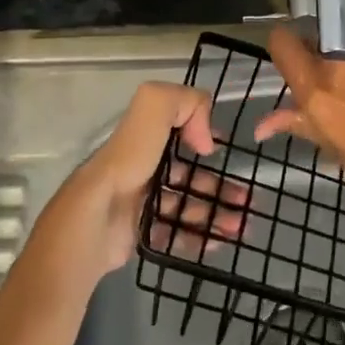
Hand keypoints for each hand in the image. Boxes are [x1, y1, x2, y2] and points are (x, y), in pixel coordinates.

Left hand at [42, 82, 248, 279]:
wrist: (96, 219)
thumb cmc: (128, 160)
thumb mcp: (154, 107)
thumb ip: (185, 102)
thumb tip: (206, 139)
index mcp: (145, 138)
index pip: (179, 132)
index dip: (203, 139)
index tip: (222, 152)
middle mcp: (142, 168)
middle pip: (189, 175)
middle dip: (220, 185)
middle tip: (248, 200)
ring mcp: (141, 204)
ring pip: (188, 206)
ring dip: (217, 213)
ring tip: (242, 225)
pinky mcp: (141, 235)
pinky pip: (177, 235)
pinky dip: (201, 237)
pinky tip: (221, 242)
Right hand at [259, 26, 344, 199]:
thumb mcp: (336, 150)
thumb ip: (299, 125)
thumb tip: (260, 126)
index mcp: (316, 88)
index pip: (282, 42)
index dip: (285, 48)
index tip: (294, 61)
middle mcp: (338, 58)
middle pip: (316, 38)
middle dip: (321, 55)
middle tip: (340, 82)